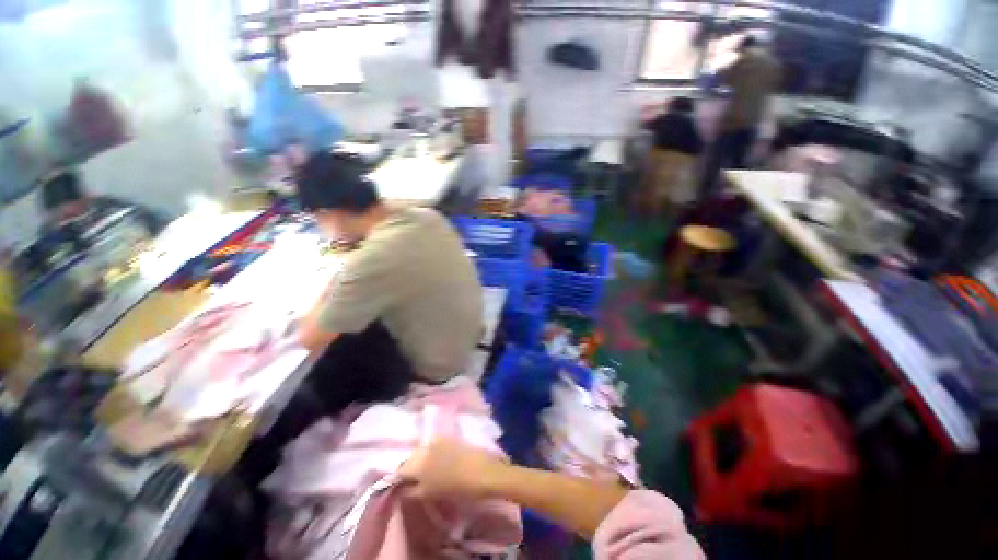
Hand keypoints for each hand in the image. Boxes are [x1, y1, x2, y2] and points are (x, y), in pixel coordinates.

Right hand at [398, 439, 505, 499]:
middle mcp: (424, 446)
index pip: (400, 469)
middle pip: (410, 457)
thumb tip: (402, 487)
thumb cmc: (455, 487)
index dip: (400, 479)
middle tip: (416, 480)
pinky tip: (439, 461)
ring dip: (422, 459)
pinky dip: (432, 452)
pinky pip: (433, 444)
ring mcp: (437, 439)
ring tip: (429, 471)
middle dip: (410, 467)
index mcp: (416, 462)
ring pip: (422, 450)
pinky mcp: (449, 437)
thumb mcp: (428, 494)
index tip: (403, 486)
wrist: (482, 472)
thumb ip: (411, 490)